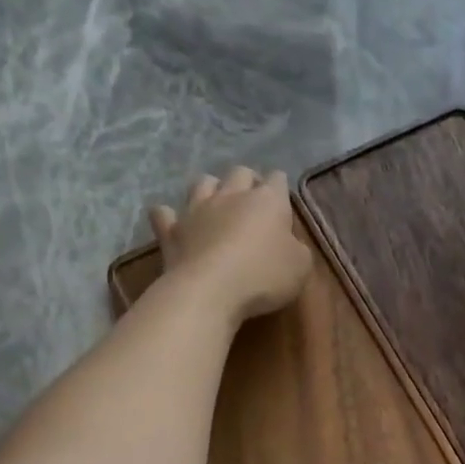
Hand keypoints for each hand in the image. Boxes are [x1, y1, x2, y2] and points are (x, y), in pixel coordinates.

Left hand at [149, 168, 311, 324]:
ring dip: (211, 189)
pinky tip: (172, 222)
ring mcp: (197, 209)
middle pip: (239, 173)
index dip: (280, 187)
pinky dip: (168, 216)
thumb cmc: (263, 276)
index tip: (282, 203)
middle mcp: (231, 195)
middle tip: (252, 202)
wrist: (210, 291)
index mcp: (267, 201)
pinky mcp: (171, 230)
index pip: (277, 179)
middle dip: (247, 182)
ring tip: (216, 205)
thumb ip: (297, 248)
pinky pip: (164, 214)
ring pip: (202, 183)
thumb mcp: (300, 267)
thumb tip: (289, 242)